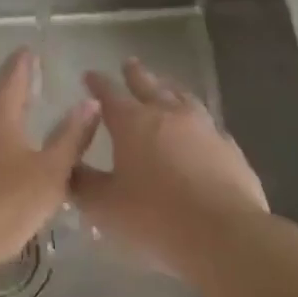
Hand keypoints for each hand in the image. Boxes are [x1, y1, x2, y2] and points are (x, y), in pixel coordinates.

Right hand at [71, 58, 268, 277]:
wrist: (224, 234)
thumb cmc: (156, 218)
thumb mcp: (106, 207)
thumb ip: (83, 185)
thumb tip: (68, 169)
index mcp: (132, 122)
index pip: (109, 94)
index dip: (98, 83)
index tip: (89, 75)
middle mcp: (168, 114)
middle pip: (148, 85)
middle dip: (135, 74)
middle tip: (129, 62)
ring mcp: (203, 127)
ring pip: (182, 97)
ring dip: (169, 88)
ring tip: (165, 84)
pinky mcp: (229, 147)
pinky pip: (209, 125)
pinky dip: (198, 121)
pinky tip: (201, 128)